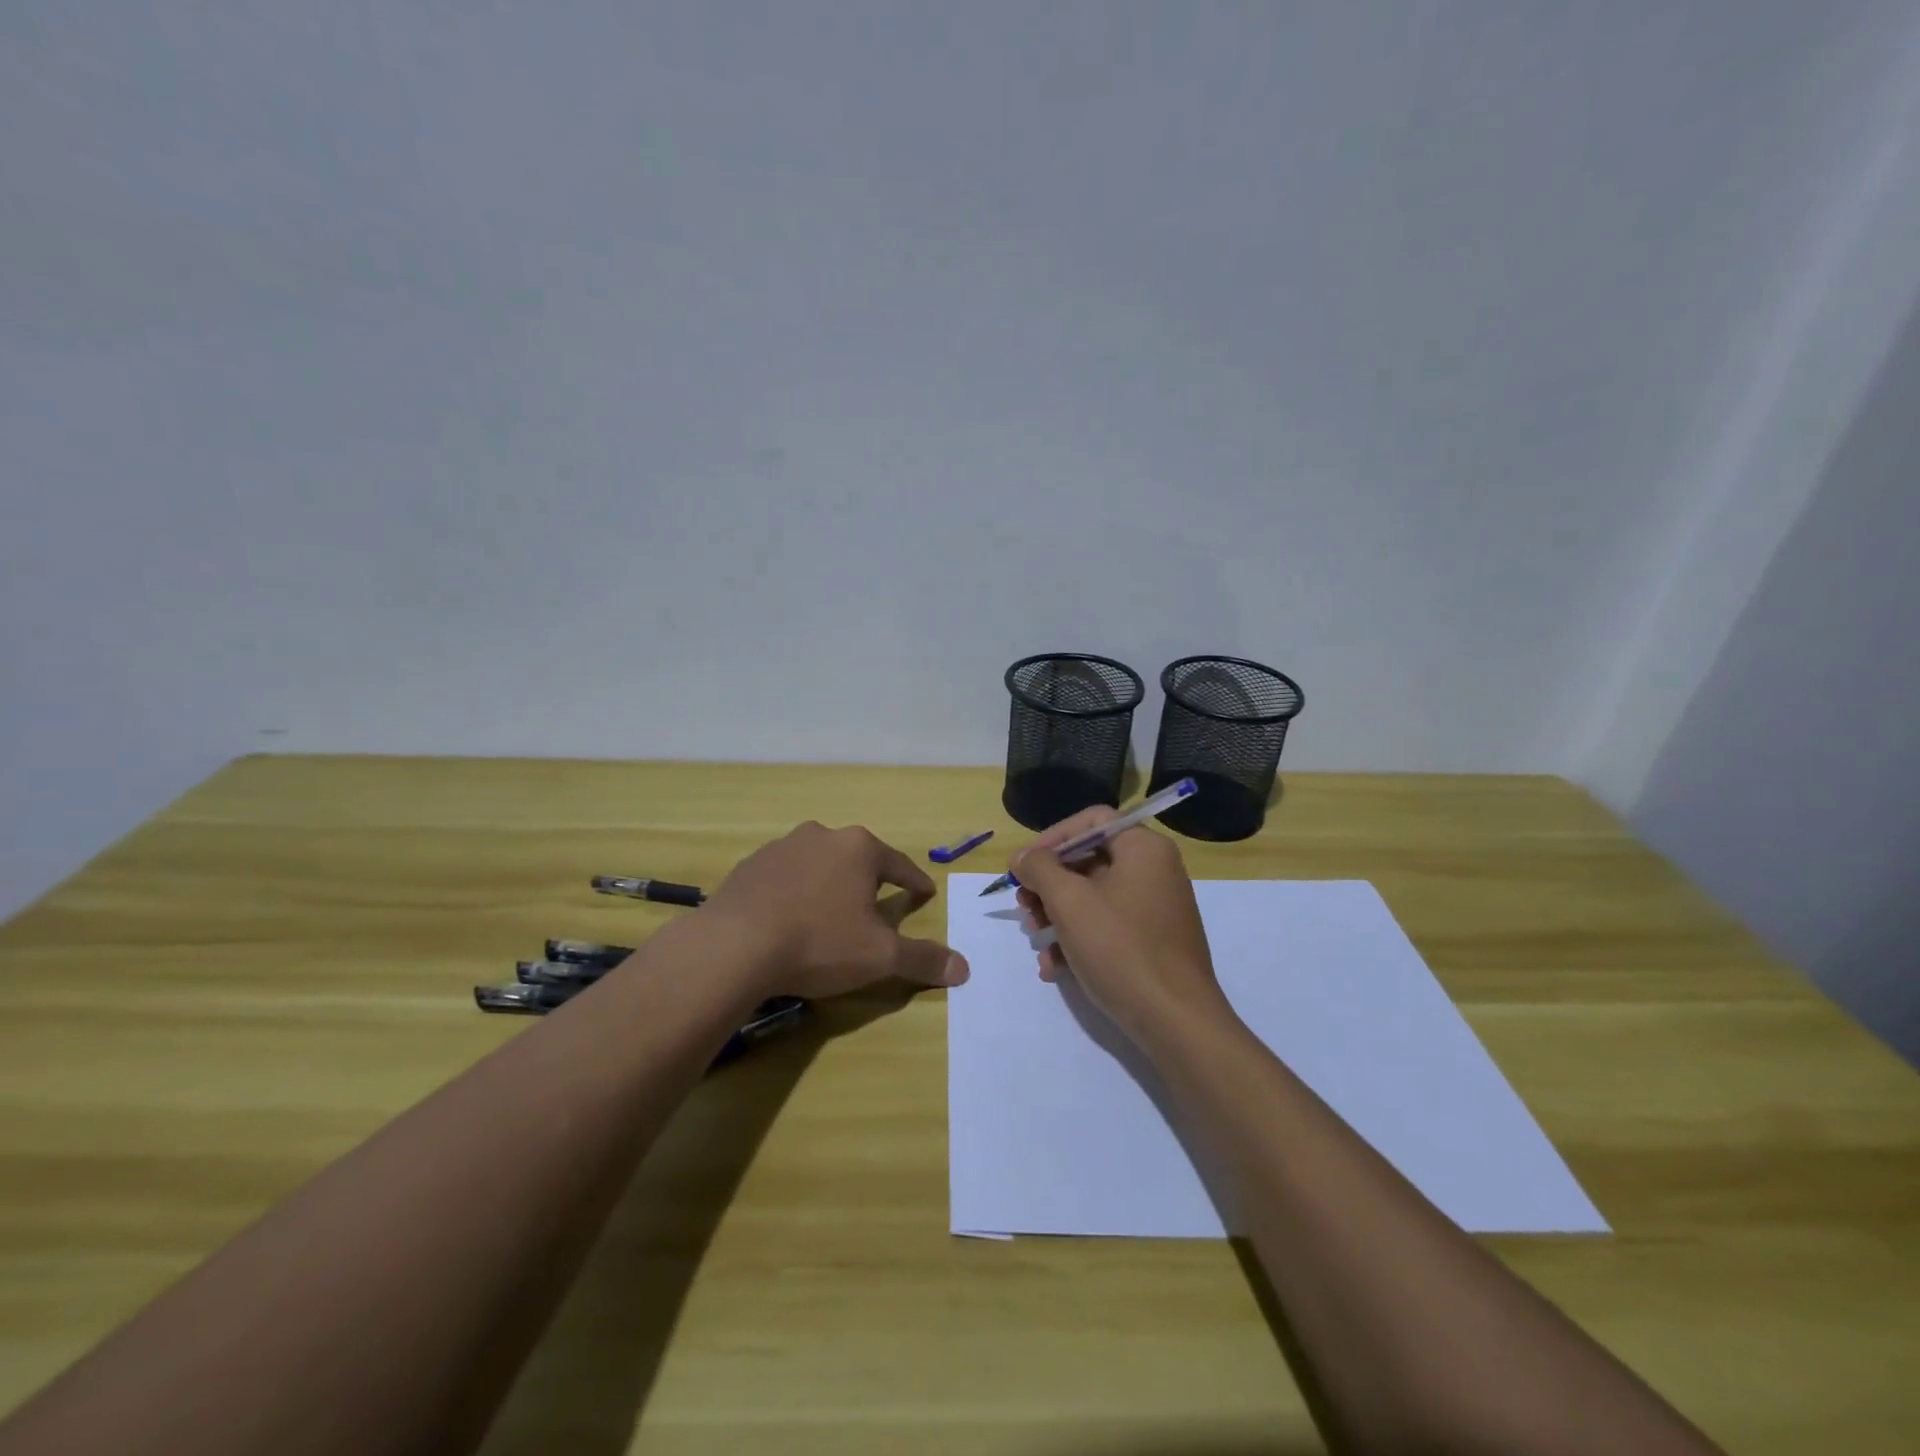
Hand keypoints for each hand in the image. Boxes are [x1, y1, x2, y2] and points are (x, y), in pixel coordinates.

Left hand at [704, 821, 969, 999]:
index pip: (899, 865)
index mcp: (859, 848)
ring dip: (829, 884)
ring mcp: (782, 847)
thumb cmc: (819, 943)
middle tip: (875, 907)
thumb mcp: (879, 956)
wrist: (734, 945)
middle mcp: (822, 836)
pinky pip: (784, 876)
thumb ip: (923, 958)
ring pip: (818, 864)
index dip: (915, 882)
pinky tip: (788, 918)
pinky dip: (793, 892)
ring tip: (829, 913)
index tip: (924, 894)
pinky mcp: (749, 865)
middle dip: (869, 881)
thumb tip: (964, 968)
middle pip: (857, 859)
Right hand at [1011, 807, 1230, 1042]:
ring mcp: (1156, 908)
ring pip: (1093, 896)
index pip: (1092, 820)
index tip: (1025, 866)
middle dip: (1049, 885)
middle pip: (1089, 859)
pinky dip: (1079, 939)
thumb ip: (1040, 869)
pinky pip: (1108, 926)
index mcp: (1144, 848)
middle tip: (1024, 908)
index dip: (1052, 838)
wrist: (1175, 1022)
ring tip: (1036, 942)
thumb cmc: (1120, 948)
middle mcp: (1154, 870)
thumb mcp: (1069, 902)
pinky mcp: (1153, 941)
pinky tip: (1054, 968)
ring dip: (1057, 916)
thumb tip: (1022, 856)